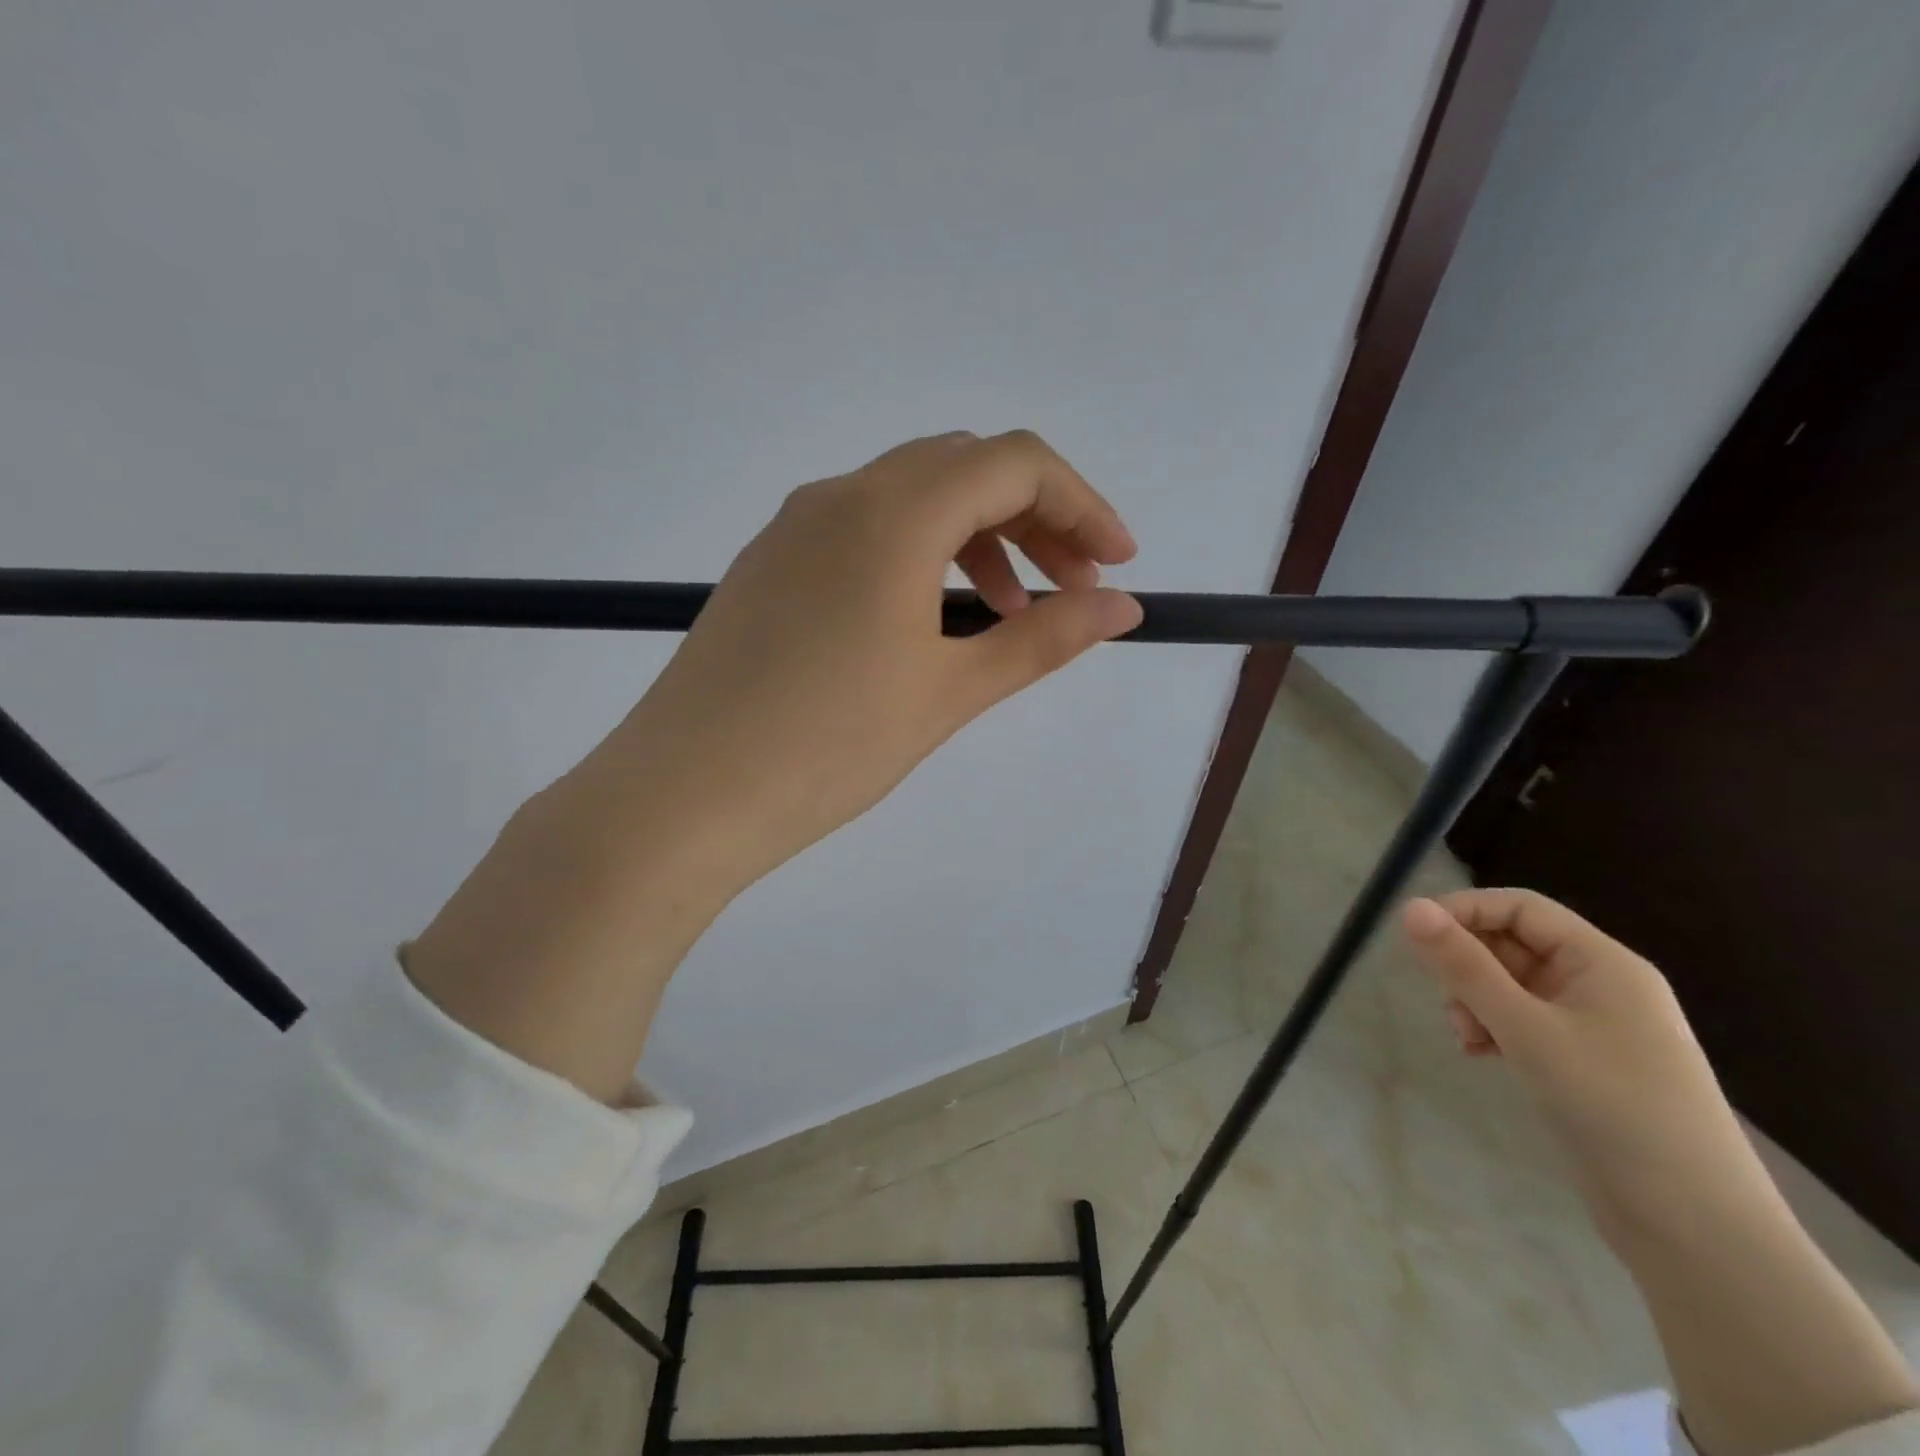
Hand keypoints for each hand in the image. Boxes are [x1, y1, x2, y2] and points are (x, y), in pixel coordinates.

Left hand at [565, 429, 1141, 888]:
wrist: (683, 796)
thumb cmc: (828, 745)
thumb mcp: (950, 692)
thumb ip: (1043, 639)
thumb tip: (1124, 607)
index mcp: (891, 513)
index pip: (1014, 462)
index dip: (1081, 504)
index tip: (1116, 563)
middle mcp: (839, 497)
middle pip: (963, 469)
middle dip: (1035, 518)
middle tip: (1073, 589)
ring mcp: (794, 528)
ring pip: (912, 498)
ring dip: (978, 538)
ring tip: (1009, 613)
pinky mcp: (769, 565)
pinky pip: (864, 531)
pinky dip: (920, 555)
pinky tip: (930, 620)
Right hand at [1400, 889, 1766, 1244]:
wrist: (1694, 1227)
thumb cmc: (1612, 1107)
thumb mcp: (1526, 1029)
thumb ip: (1464, 966)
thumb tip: (1410, 907)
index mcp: (1603, 963)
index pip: (1520, 908)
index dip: (1465, 911)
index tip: (1415, 935)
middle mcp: (1600, 985)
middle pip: (1513, 945)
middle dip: (1468, 966)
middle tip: (1446, 1000)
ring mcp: (1594, 1026)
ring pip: (1511, 985)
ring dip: (1476, 1000)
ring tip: (1467, 1038)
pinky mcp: (1584, 1063)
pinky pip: (1522, 1021)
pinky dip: (1493, 1028)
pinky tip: (1481, 1054)